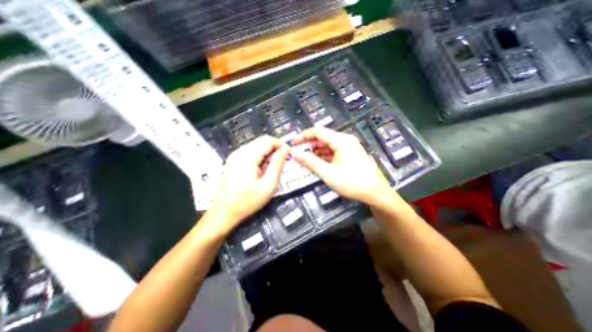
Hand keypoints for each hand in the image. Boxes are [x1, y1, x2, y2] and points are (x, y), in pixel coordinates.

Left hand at [206, 134, 290, 236]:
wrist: (224, 212)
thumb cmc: (248, 201)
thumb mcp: (268, 185)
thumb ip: (277, 164)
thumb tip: (286, 149)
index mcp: (248, 156)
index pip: (268, 140)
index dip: (281, 144)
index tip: (289, 154)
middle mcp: (240, 152)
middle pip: (261, 141)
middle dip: (275, 147)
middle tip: (284, 160)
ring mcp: (234, 156)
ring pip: (256, 145)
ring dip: (268, 151)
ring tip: (274, 165)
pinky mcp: (233, 161)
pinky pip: (250, 151)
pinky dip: (260, 155)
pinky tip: (262, 167)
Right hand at [292, 128, 396, 206]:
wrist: (375, 192)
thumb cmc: (351, 182)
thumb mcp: (328, 173)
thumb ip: (310, 162)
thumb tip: (294, 153)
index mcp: (341, 140)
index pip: (318, 131)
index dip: (303, 136)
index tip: (293, 143)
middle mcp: (345, 140)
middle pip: (323, 137)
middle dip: (309, 144)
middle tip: (297, 153)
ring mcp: (349, 146)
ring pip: (328, 144)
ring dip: (316, 150)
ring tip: (305, 159)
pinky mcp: (350, 153)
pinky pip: (333, 151)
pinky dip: (324, 155)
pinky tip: (317, 162)